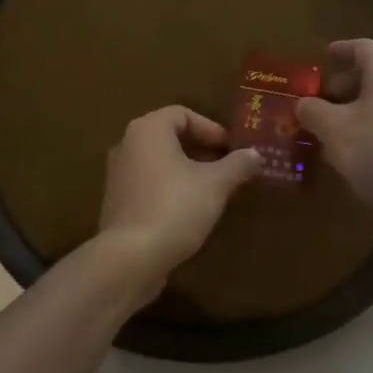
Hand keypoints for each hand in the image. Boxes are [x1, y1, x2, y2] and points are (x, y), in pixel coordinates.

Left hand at [94, 106, 262, 305]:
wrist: (130, 258)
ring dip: (186, 171)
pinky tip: (189, 211)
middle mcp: (127, 145)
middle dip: (200, 150)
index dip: (210, 128)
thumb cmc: (175, 207)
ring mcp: (118, 175)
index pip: (182, 114)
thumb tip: (255, 154)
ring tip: (212, 190)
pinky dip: (169, 188)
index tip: (230, 148)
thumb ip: (237, 165)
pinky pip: (148, 184)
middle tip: (226, 167)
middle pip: (169, 137)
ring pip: (158, 162)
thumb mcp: (216, 184)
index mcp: (148, 130)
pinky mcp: (117, 203)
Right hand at [296, 39, 372, 252]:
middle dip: (344, 85)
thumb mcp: (333, 129)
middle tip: (320, 100)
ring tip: (331, 129)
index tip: (323, 56)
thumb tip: (303, 104)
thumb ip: (313, 111)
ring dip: (355, 110)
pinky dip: (370, 128)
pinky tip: (353, 152)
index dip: (341, 49)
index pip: (363, 48)